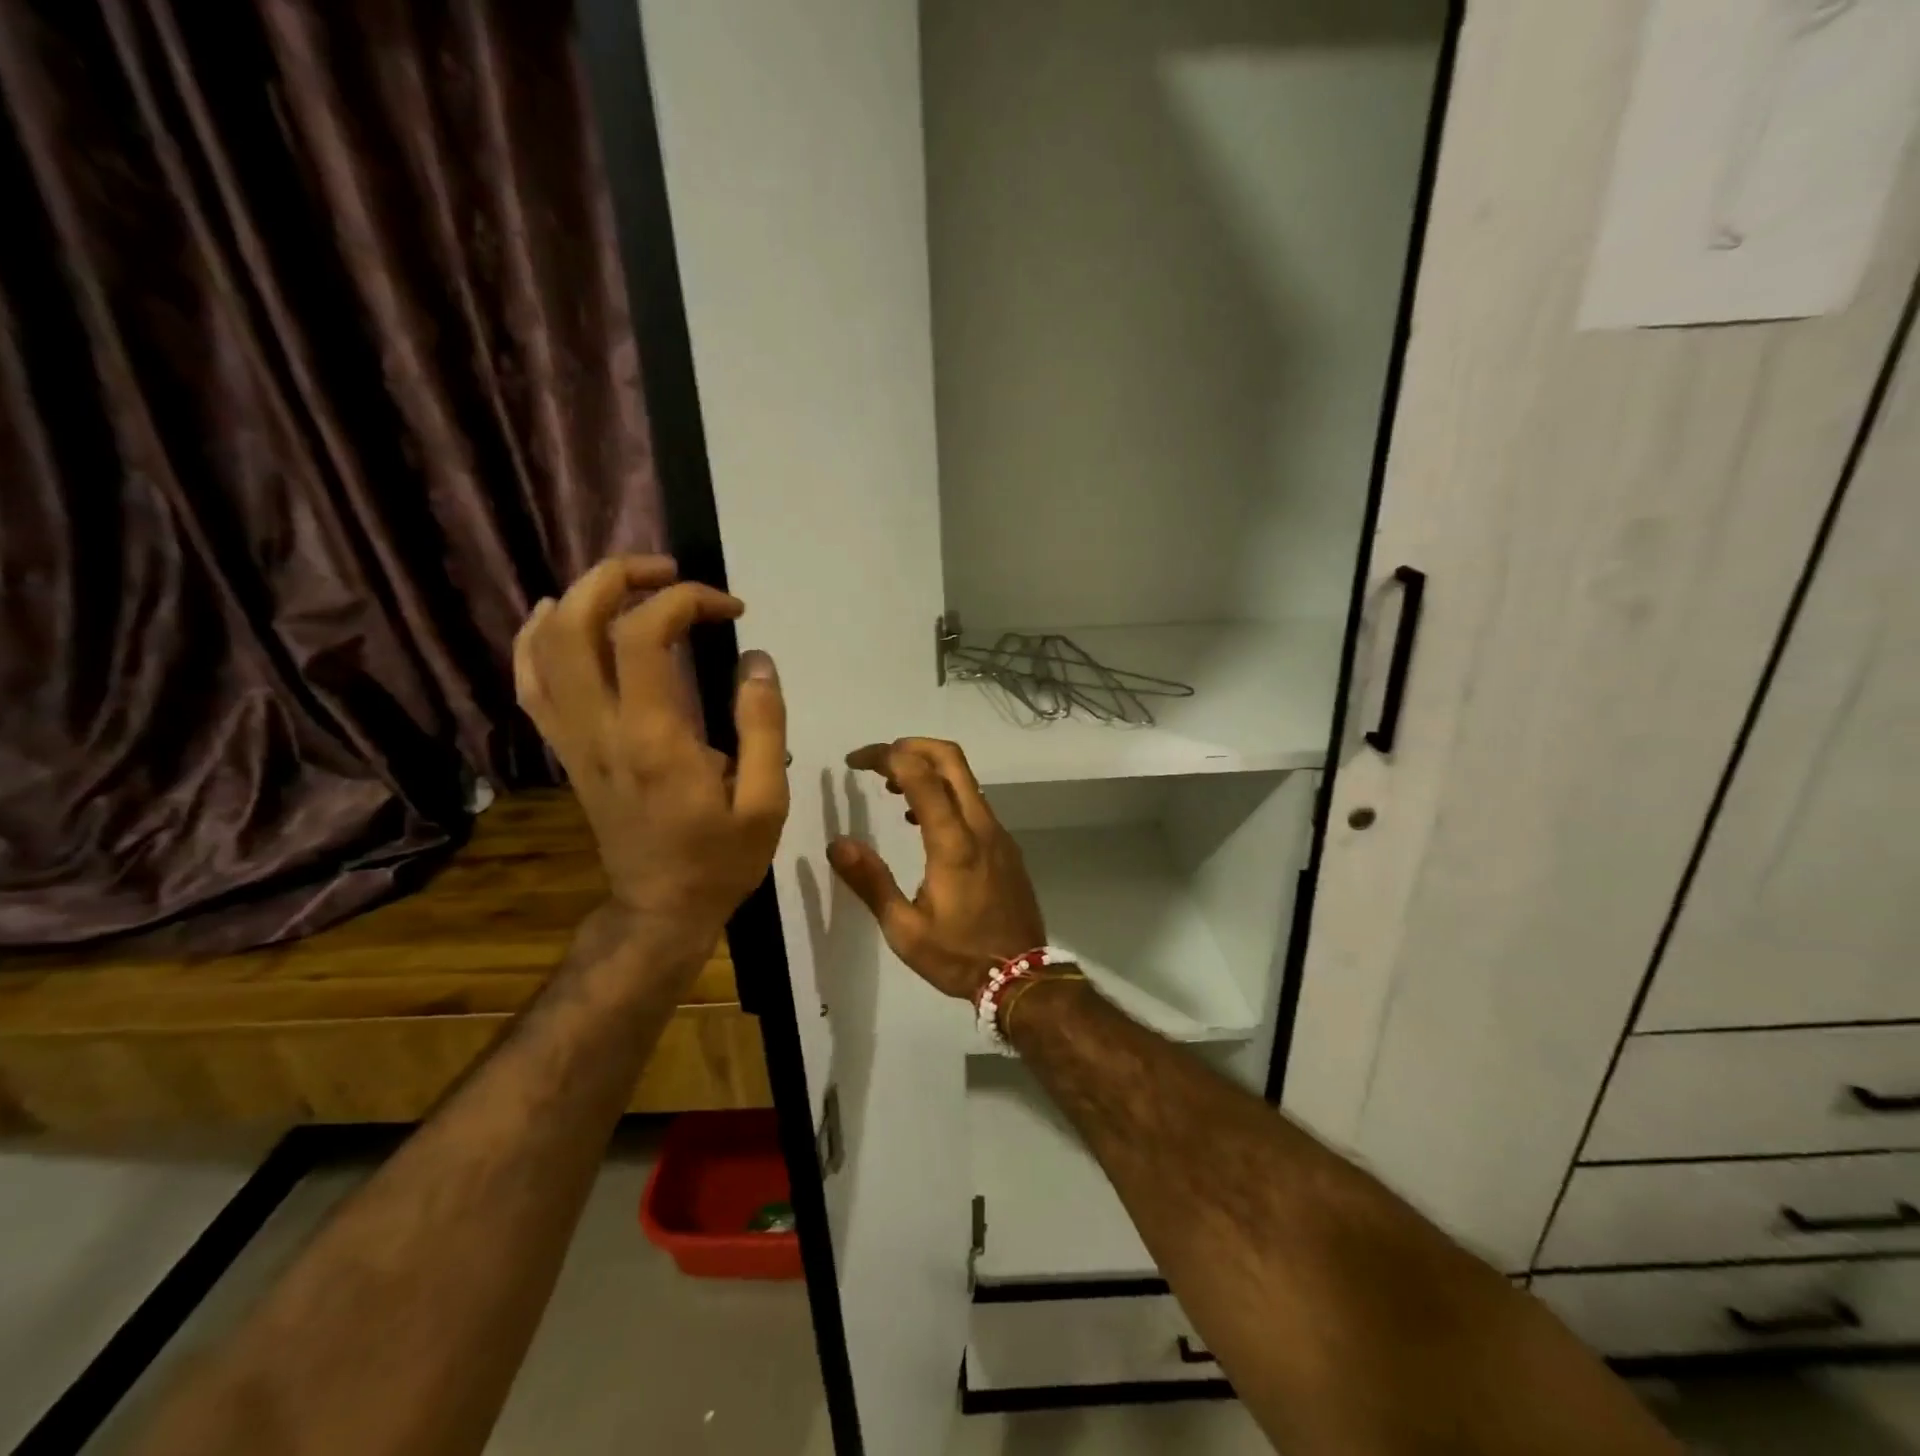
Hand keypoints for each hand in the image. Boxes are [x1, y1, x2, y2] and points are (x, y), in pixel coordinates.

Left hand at [513, 555, 788, 963]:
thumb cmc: (720, 858)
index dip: (685, 600)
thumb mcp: (766, 802)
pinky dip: (538, 637)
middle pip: (577, 622)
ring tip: (629, 584)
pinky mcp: (567, 749)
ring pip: (545, 645)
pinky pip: (531, 682)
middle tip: (670, 572)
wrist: (661, 908)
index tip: (730, 609)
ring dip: (582, 596)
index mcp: (654, 739)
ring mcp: (574, 738)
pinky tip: (560, 615)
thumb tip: (756, 660)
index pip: (643, 635)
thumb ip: (764, 727)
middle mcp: (601, 728)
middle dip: (620, 576)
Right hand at [829, 738, 1045, 999]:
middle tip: (877, 762)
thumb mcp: (905, 930)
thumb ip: (871, 882)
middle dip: (911, 746)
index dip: (886, 756)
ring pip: (965, 779)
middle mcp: (981, 827)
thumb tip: (838, 843)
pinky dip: (945, 793)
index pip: (921, 775)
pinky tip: (920, 822)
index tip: (855, 761)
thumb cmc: (959, 956)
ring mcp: (998, 834)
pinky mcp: (1005, 846)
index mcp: (953, 843)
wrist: (1021, 978)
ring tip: (891, 790)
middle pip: (951, 759)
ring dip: (928, 770)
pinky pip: (974, 802)